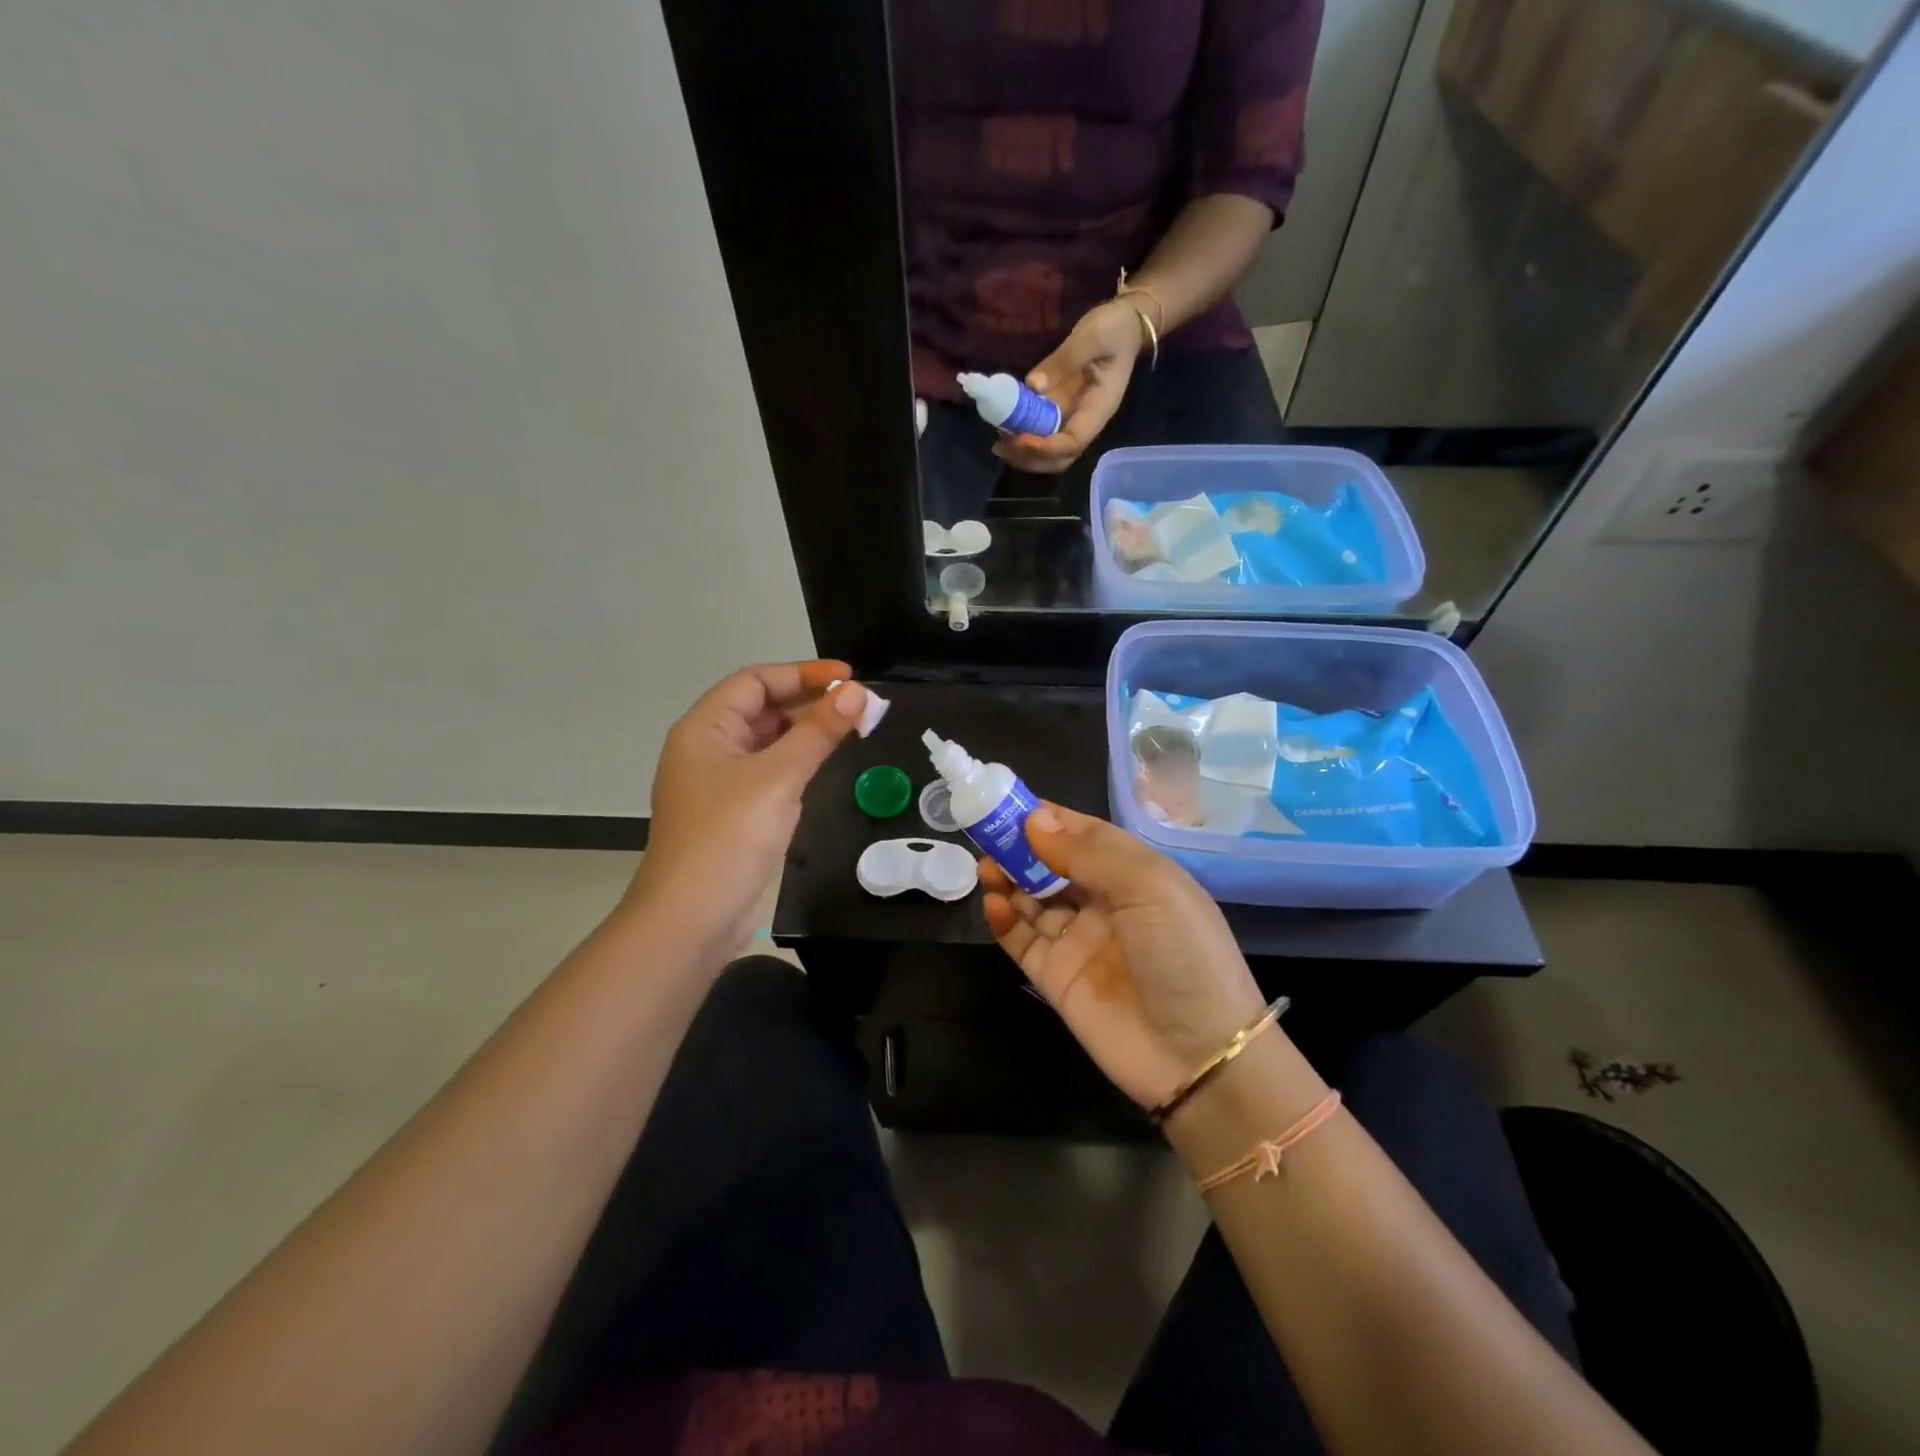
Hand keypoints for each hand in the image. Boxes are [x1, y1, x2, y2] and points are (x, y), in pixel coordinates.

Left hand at [632, 661, 868, 956]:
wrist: (691, 919)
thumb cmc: (729, 837)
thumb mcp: (778, 778)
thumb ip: (818, 732)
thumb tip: (857, 692)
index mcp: (704, 729)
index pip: (755, 681)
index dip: (802, 673)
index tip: (849, 678)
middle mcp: (708, 748)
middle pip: (761, 708)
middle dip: (809, 701)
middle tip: (860, 705)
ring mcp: (720, 783)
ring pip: (768, 741)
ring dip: (806, 731)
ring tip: (852, 728)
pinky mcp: (734, 812)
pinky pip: (770, 771)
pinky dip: (798, 760)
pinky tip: (825, 763)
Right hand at [980, 803, 1265, 1108]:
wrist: (1199, 1056)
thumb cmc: (1183, 954)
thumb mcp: (1148, 888)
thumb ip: (1087, 854)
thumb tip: (1035, 820)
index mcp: (1136, 875)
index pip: (1086, 835)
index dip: (1051, 818)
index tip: (1011, 803)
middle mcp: (1106, 904)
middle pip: (1054, 865)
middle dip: (1022, 846)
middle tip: (987, 833)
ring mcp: (1079, 942)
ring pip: (1033, 900)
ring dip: (1009, 879)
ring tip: (986, 865)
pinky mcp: (1056, 978)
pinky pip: (1023, 940)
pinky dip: (1004, 920)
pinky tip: (993, 903)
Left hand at [994, 299, 1145, 473]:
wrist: (1126, 324)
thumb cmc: (1115, 329)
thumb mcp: (1092, 336)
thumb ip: (1064, 361)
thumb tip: (1032, 386)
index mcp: (1099, 409)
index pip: (1073, 442)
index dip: (1045, 447)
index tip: (1019, 438)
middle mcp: (1086, 422)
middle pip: (1060, 458)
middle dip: (1030, 458)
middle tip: (1001, 447)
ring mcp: (1074, 418)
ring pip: (1049, 452)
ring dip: (1023, 453)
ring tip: (999, 443)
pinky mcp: (1063, 411)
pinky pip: (1043, 434)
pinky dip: (1023, 437)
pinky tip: (1005, 429)